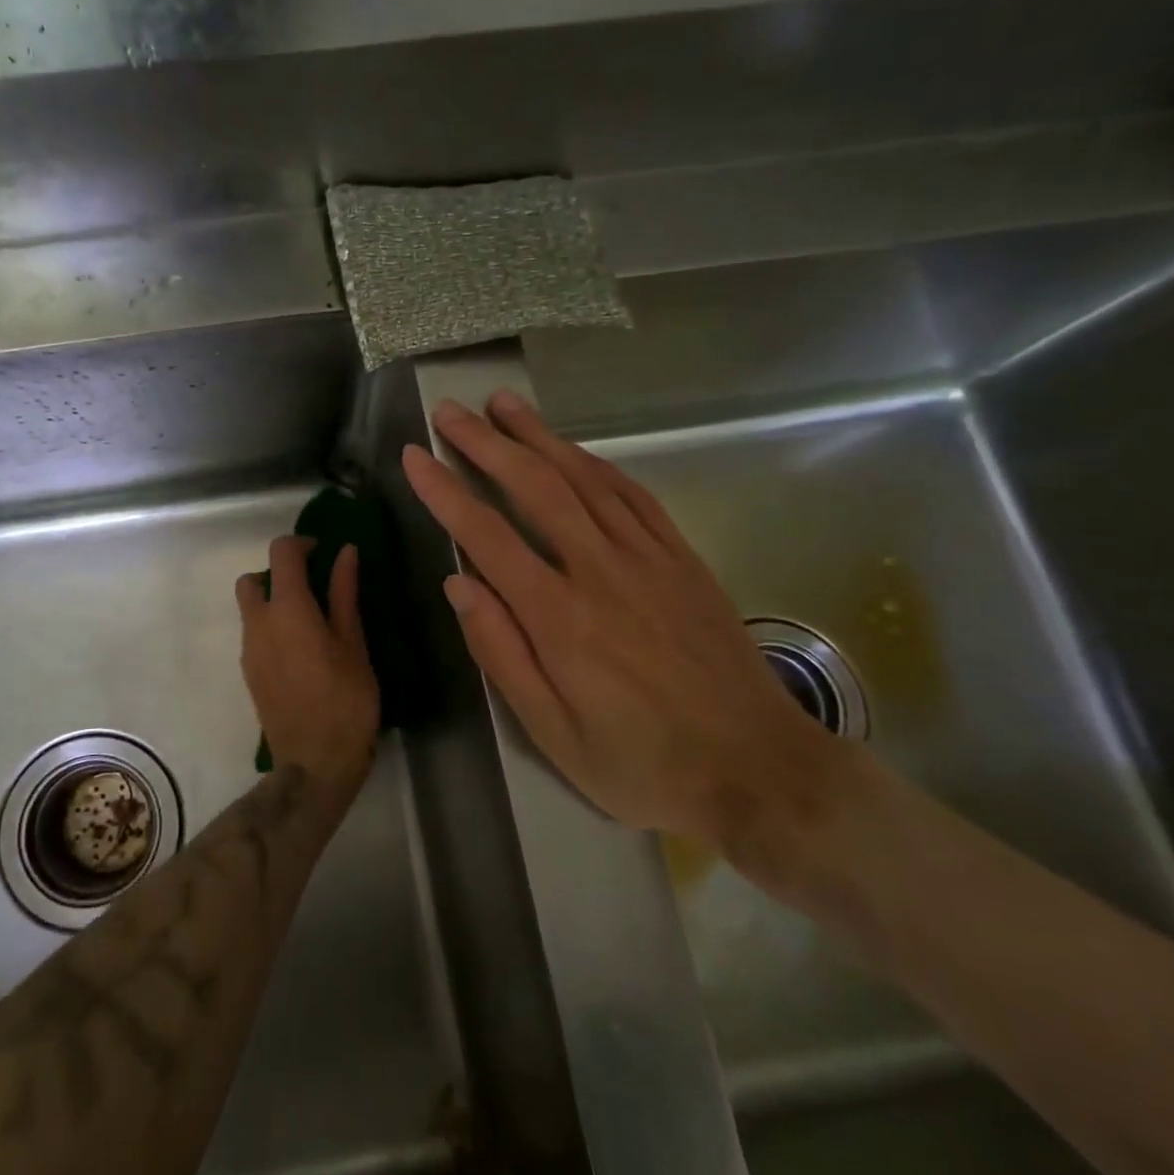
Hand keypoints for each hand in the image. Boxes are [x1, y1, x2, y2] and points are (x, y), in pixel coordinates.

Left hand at [236, 537, 379, 799]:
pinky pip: (254, 635)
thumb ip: (344, 593)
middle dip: (277, 575)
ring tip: (311, 624)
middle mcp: (258, 623)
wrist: (314, 763)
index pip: (281, 553)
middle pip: (252, 579)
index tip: (323, 553)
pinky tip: (301, 653)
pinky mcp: (248, 673)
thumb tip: (345, 553)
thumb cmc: (345, 700)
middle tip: (312, 589)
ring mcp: (248, 650)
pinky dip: (271, 628)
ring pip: (250, 609)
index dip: (301, 544)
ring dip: (273, 602)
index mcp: (287, 608)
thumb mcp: (353, 643)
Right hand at [401, 390, 833, 855]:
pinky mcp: (683, 559)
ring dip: (539, 436)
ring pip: (585, 478)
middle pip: (535, 488)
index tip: (415, 455)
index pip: (487, 535)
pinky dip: (597, 463)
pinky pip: (634, 495)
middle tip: (452, 411)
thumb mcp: (554, 734)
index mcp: (559, 617)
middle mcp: (601, 571)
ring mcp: (649, 558)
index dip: (445, 491)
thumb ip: (501, 653)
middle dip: (487, 444)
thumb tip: (458, 582)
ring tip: (504, 404)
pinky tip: (574, 448)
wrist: (759, 770)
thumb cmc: (643, 763)